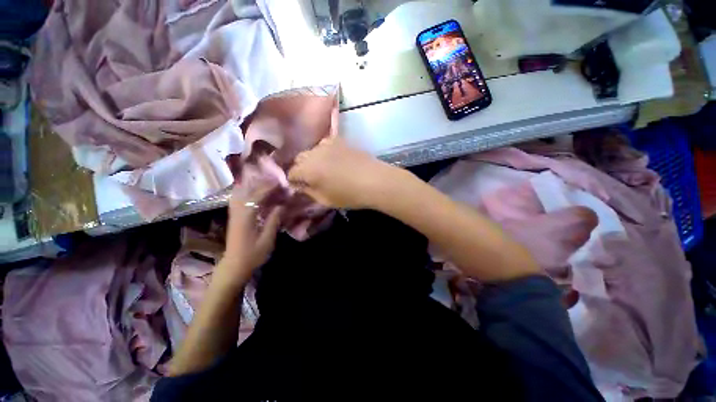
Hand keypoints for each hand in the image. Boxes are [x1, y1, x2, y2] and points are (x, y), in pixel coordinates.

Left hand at [220, 184, 281, 285]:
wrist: (234, 265)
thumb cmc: (253, 254)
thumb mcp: (267, 239)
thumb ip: (273, 220)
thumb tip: (282, 205)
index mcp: (246, 217)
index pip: (257, 195)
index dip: (269, 187)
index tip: (280, 182)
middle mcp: (238, 212)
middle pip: (247, 191)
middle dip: (261, 183)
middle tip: (274, 179)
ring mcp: (233, 214)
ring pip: (239, 193)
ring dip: (251, 185)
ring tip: (264, 181)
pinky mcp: (233, 217)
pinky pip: (237, 199)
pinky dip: (245, 191)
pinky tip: (251, 190)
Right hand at [288, 136, 398, 208]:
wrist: (374, 180)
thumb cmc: (350, 195)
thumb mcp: (325, 200)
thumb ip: (309, 191)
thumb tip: (301, 186)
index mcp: (308, 170)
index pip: (291, 172)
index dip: (293, 181)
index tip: (300, 186)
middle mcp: (314, 153)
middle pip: (299, 158)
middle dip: (301, 168)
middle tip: (310, 178)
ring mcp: (327, 144)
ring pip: (311, 150)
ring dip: (312, 159)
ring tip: (322, 168)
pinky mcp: (339, 140)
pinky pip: (324, 144)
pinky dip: (323, 151)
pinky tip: (332, 158)